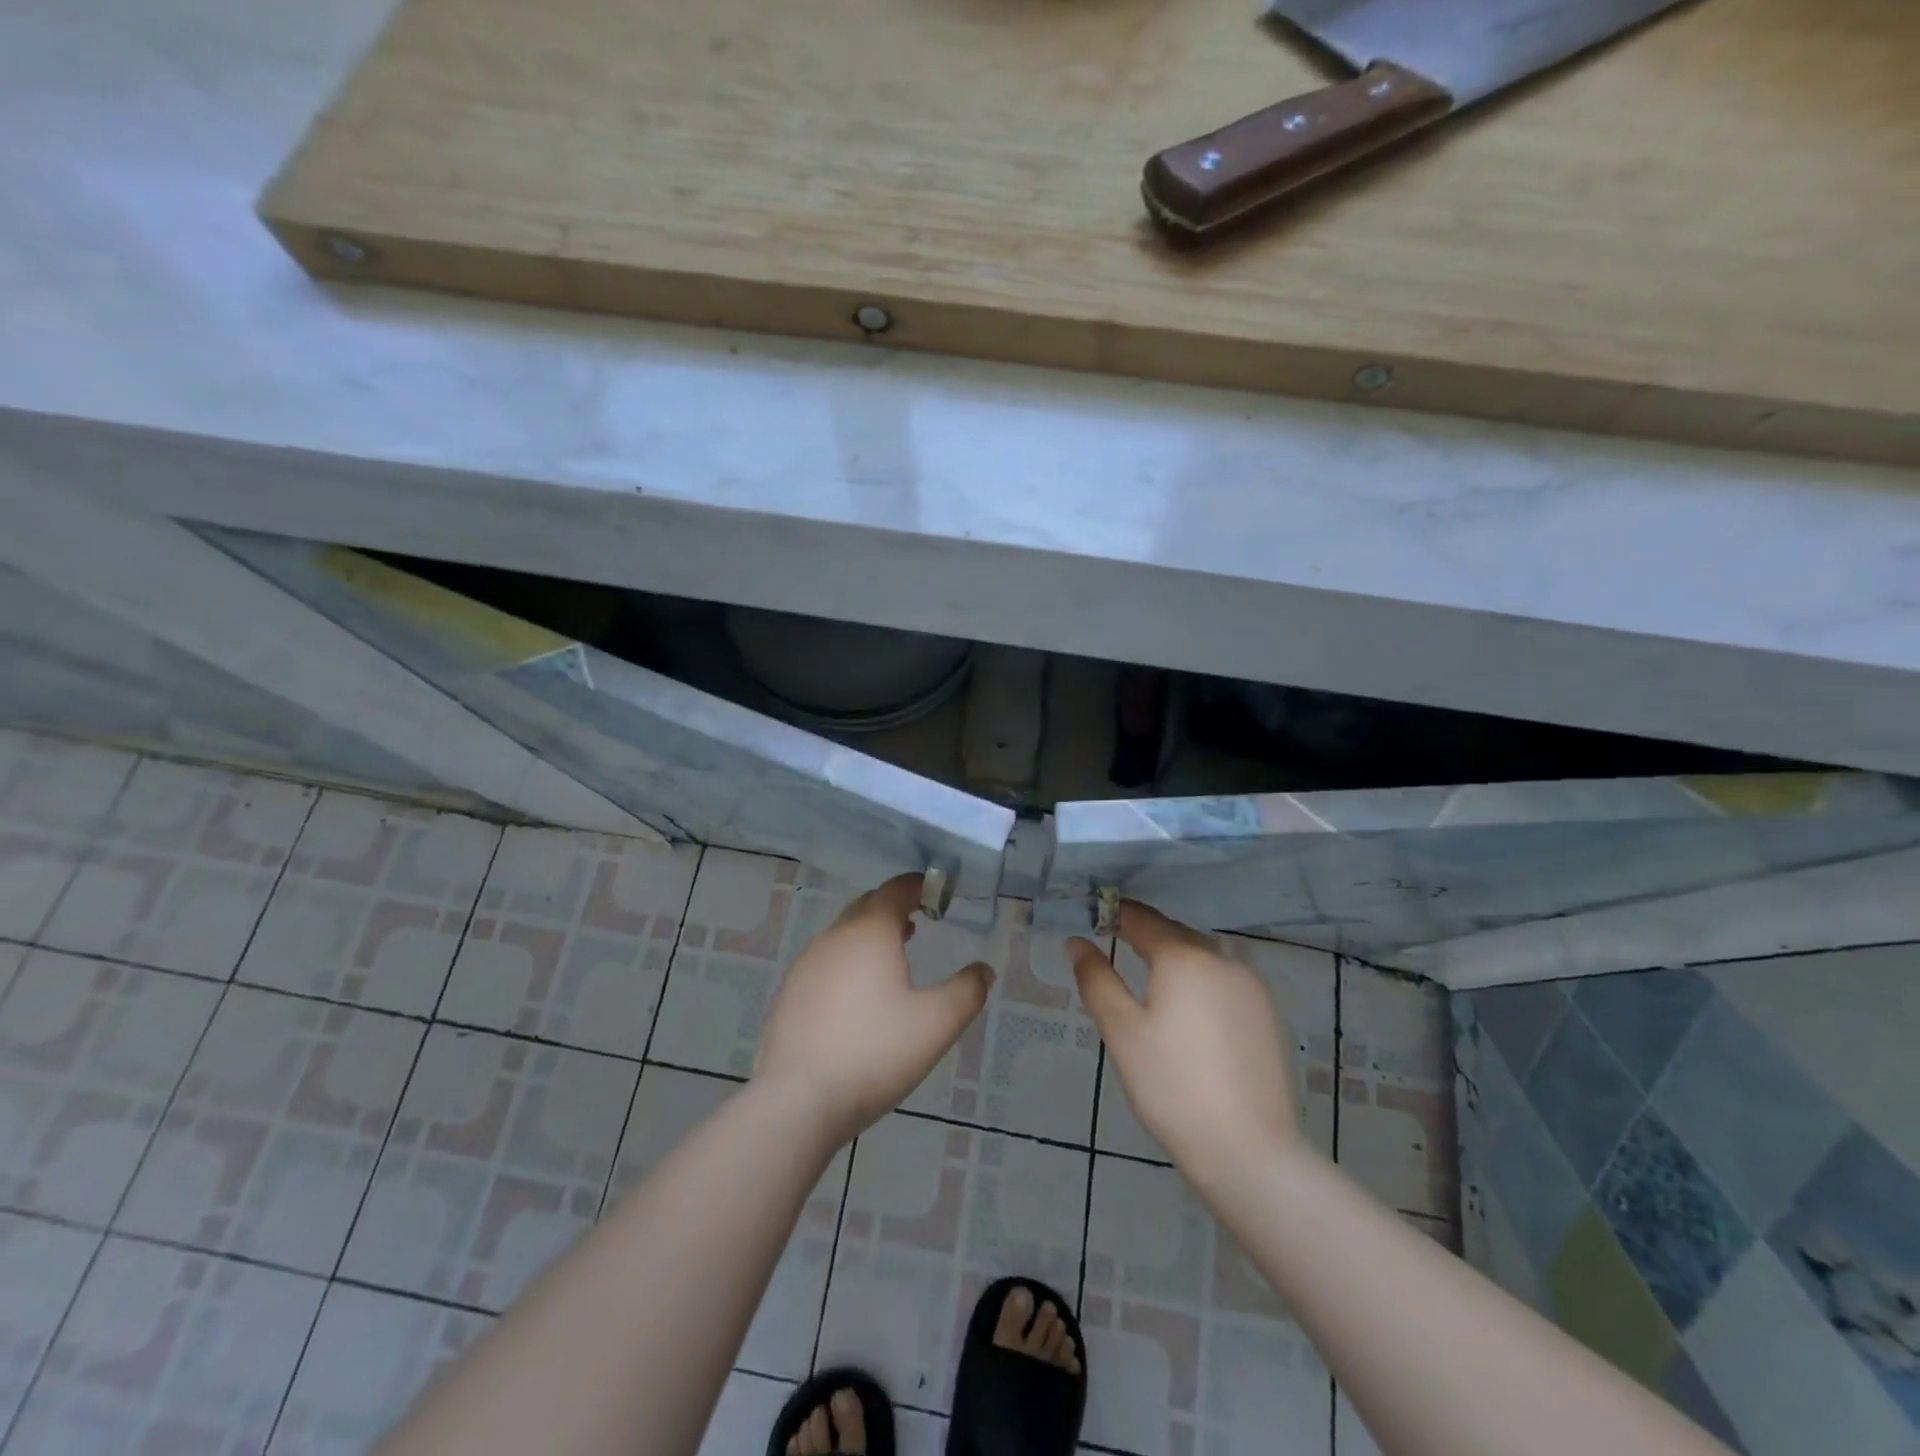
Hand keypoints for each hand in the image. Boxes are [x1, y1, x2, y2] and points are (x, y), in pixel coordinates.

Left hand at [754, 873, 993, 1143]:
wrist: (797, 1100)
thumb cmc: (875, 1052)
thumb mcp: (937, 1023)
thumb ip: (967, 991)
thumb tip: (984, 970)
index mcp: (870, 932)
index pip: (896, 889)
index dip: (919, 886)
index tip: (938, 895)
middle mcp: (834, 937)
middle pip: (867, 907)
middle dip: (894, 908)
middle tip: (919, 922)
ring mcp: (806, 964)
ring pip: (844, 935)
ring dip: (870, 937)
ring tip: (893, 958)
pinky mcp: (789, 993)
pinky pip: (826, 963)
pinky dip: (848, 963)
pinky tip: (858, 998)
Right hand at [1069, 902, 1301, 1178]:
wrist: (1249, 1151)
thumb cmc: (1171, 1086)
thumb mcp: (1121, 1031)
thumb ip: (1096, 979)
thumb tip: (1078, 942)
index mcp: (1183, 956)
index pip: (1141, 918)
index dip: (1114, 914)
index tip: (1092, 920)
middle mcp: (1222, 958)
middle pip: (1174, 934)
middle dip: (1144, 936)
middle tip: (1115, 949)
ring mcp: (1251, 986)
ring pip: (1203, 956)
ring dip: (1175, 959)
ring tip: (1151, 983)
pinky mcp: (1268, 1013)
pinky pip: (1224, 981)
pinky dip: (1201, 982)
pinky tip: (1190, 1014)